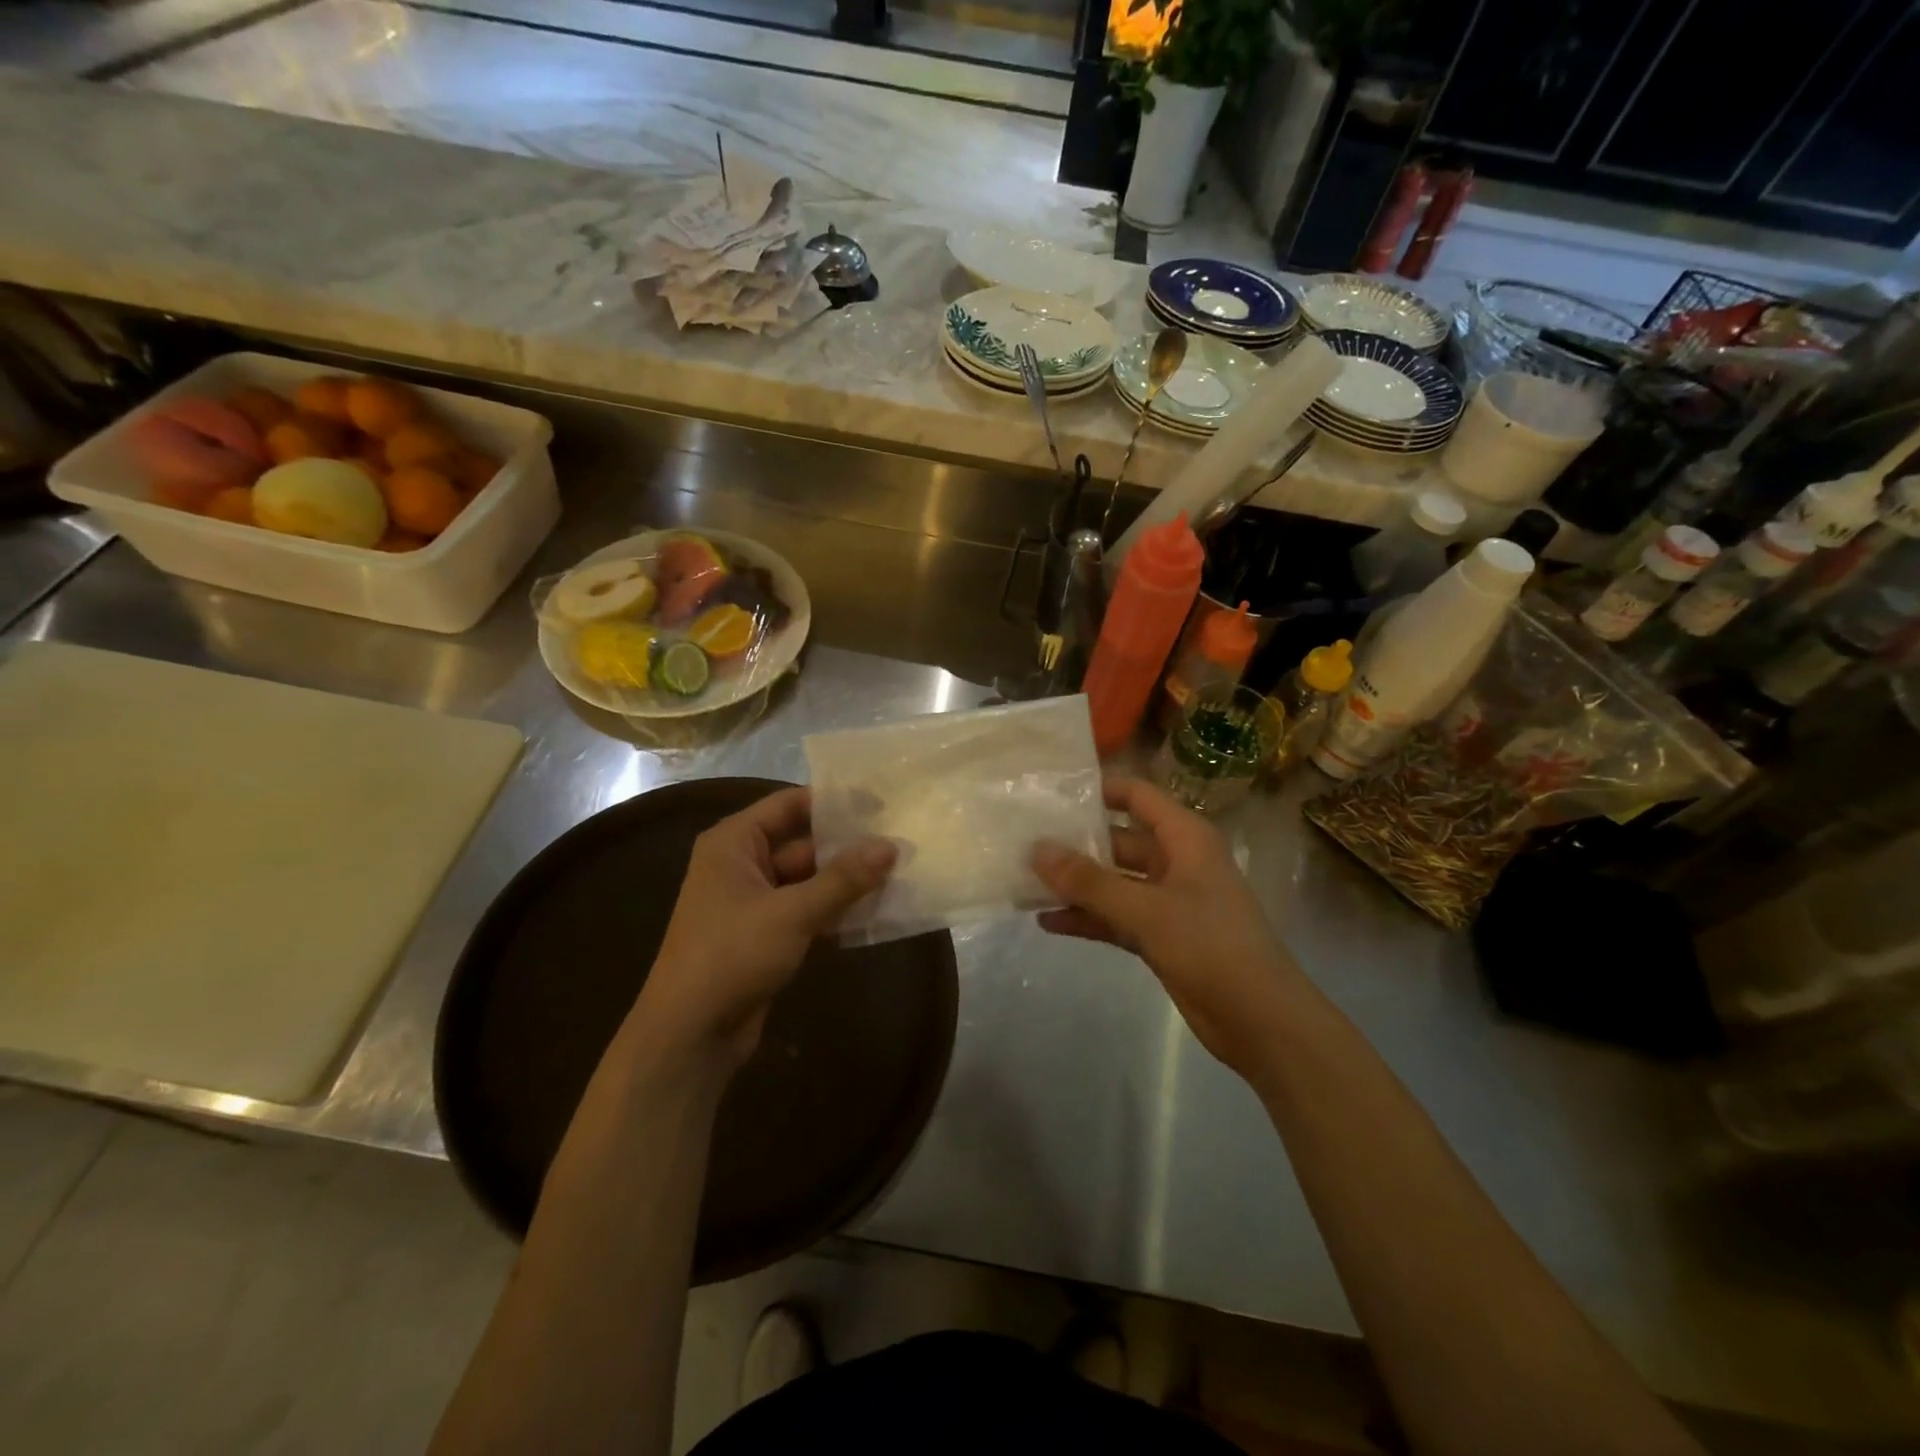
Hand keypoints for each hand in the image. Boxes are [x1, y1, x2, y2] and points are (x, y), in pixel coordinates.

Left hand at [634, 787, 894, 1071]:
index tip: (879, 802)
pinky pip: (808, 911)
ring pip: (810, 881)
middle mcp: (742, 865)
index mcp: (734, 844)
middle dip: (849, 847)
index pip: (789, 804)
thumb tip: (891, 846)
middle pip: (803, 844)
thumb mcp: (791, 912)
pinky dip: (836, 912)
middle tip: (899, 841)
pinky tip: (877, 913)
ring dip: (847, 882)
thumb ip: (843, 878)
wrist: (690, 1035)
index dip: (833, 801)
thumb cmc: (731, 955)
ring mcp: (755, 903)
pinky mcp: (767, 936)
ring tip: (899, 874)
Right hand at [1032, 777, 1301, 1081]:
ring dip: (1077, 885)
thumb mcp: (1147, 910)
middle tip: (1026, 844)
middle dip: (1077, 845)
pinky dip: (1088, 918)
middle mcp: (1177, 862)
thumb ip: (1090, 881)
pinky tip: (1048, 922)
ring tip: (1027, 882)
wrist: (1261, 1020)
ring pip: (1115, 882)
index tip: (1053, 794)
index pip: (1138, 797)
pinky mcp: (1162, 937)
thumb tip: (1037, 850)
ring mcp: (1169, 901)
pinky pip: (1117, 917)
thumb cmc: (1211, 947)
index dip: (1100, 790)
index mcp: (1186, 839)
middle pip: (1119, 841)